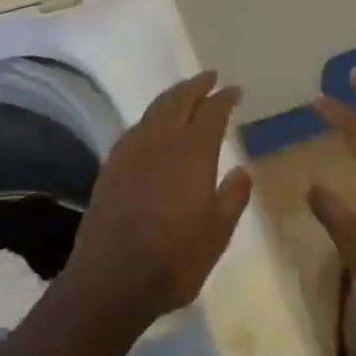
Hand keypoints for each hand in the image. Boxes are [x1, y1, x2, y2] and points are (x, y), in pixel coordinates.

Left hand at [64, 71, 253, 324]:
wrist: (111, 279)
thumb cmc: (174, 258)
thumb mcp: (217, 233)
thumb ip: (233, 197)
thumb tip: (244, 169)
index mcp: (192, 151)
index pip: (212, 111)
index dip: (225, 98)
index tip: (235, 90)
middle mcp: (162, 139)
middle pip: (180, 99)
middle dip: (197, 85)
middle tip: (210, 77)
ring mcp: (132, 149)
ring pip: (155, 108)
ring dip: (173, 96)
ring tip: (184, 93)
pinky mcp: (112, 164)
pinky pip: (137, 127)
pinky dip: (152, 117)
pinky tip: (154, 127)